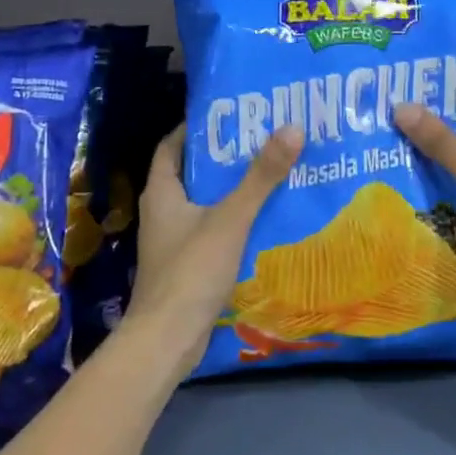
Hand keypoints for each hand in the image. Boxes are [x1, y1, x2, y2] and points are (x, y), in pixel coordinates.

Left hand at [122, 122, 303, 377]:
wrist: (167, 339)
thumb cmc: (191, 270)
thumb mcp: (231, 218)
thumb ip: (261, 176)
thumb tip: (292, 128)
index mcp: (162, 192)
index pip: (172, 146)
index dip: (197, 128)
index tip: (231, 115)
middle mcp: (163, 211)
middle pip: (192, 173)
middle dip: (224, 158)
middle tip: (262, 141)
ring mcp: (173, 240)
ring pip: (205, 204)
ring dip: (232, 190)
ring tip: (270, 174)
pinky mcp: (186, 264)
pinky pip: (212, 230)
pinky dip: (234, 220)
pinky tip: (264, 220)